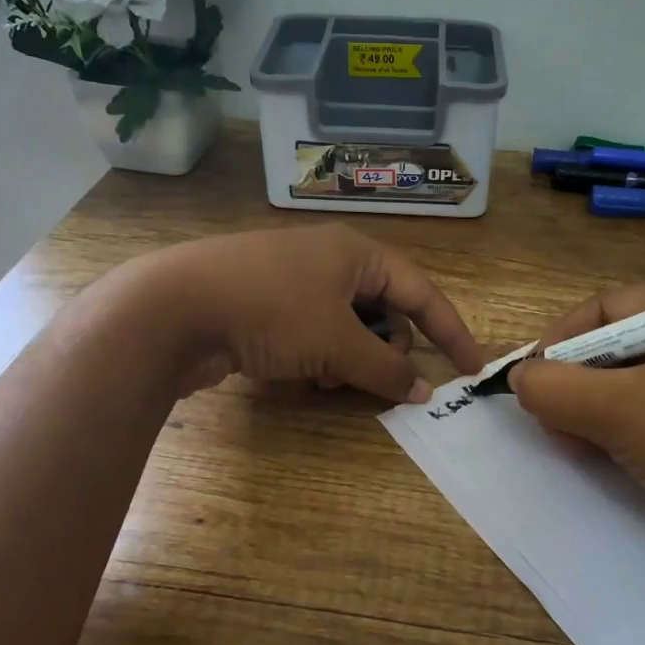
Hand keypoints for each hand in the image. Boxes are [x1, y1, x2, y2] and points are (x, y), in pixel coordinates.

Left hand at [126, 226, 483, 402]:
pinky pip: (314, 334)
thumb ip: (386, 369)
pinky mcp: (264, 306)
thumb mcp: (336, 343)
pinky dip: (321, 358)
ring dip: (353, 358)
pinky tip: (308, 380)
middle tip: (387, 381)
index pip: (420, 291)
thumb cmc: (270, 311)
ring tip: (338, 383)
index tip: (472, 368)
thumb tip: (423, 391)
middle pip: (383, 308)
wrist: (173, 308)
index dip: (450, 331)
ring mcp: (292, 282)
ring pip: (347, 326)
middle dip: (390, 348)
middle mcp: (328, 260)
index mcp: (355, 252)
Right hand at [507, 285, 644, 619]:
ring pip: (632, 384)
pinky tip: (609, 458)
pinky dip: (623, 431)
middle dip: (575, 383)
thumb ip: (556, 387)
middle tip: (554, 424)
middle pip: (616, 346)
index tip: (531, 383)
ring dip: (593, 412)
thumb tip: (518, 378)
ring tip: (577, 447)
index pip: (606, 308)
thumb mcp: (622, 412)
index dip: (558, 341)